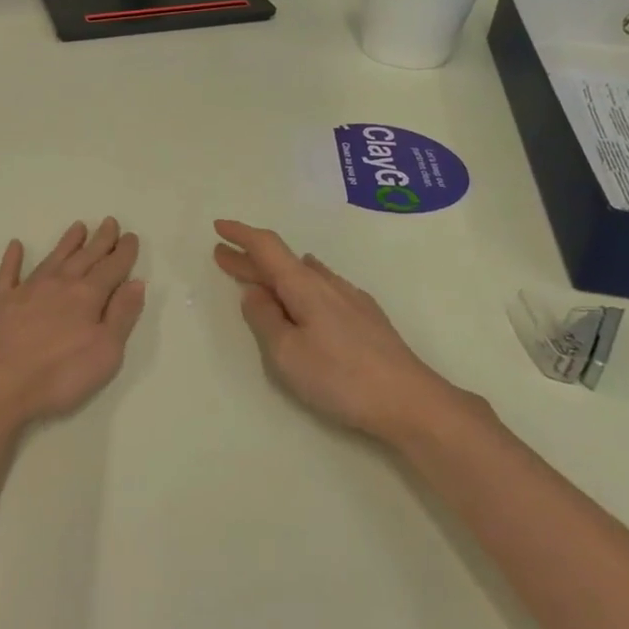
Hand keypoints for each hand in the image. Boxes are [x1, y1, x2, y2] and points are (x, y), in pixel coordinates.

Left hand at [0, 219, 145, 435]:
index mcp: (87, 297)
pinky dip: (13, 258)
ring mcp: (26, 290)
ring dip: (67, 243)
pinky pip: (8, 273)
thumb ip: (122, 316)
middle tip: (110, 222)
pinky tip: (16, 245)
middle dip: (100, 240)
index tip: (131, 236)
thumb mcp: (105, 352)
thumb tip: (135, 283)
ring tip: (78, 226)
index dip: (123, 253)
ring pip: (52, 259)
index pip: (111, 268)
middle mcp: (59, 285)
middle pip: (85, 257)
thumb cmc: (58, 375)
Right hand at [212, 219, 490, 445]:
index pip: (266, 248)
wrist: (410, 400)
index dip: (241, 235)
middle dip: (249, 259)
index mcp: (304, 287)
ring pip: (304, 275)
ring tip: (257, 277)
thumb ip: (265, 319)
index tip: (218, 227)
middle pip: (282, 262)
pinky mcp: (366, 317)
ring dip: (275, 275)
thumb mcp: (286, 353)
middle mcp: (327, 283)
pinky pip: (322, 288)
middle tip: (222, 256)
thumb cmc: (340, 377)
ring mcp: (351, 299)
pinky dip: (298, 287)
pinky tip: (303, 296)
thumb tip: (255, 293)